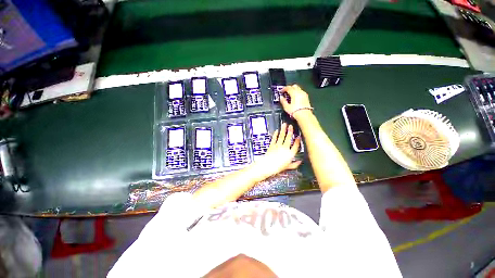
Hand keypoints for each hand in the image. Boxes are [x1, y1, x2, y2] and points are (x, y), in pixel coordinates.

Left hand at [254, 123, 301, 177]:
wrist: (268, 165)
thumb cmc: (278, 167)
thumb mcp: (288, 167)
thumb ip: (295, 164)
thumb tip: (300, 162)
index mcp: (290, 153)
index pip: (296, 146)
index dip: (298, 141)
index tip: (298, 137)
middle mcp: (285, 148)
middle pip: (288, 138)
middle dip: (290, 131)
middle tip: (291, 126)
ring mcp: (278, 146)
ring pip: (281, 136)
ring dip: (283, 130)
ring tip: (284, 125)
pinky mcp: (272, 145)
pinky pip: (274, 138)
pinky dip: (275, 134)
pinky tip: (277, 131)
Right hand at [280, 84, 311, 117]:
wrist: (305, 116)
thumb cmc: (295, 111)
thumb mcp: (287, 107)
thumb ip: (283, 101)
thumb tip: (281, 97)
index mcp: (294, 93)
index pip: (288, 87)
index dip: (284, 89)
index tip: (281, 91)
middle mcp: (300, 92)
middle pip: (294, 86)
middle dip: (289, 88)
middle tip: (285, 92)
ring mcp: (304, 94)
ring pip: (298, 88)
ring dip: (293, 90)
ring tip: (290, 95)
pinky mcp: (306, 97)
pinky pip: (301, 92)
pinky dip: (297, 93)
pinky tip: (295, 98)